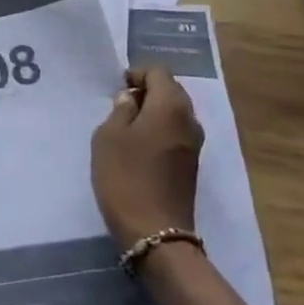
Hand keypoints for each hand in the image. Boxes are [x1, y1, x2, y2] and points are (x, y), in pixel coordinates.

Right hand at [91, 66, 203, 251]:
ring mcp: (195, 144)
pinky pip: (176, 132)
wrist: (155, 232)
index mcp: (171, 106)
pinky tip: (139, 146)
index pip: (158, 72)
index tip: (117, 88)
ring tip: (127, 126)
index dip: (137, 74)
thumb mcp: (108, 136)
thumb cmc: (126, 177)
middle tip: (120, 105)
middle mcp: (190, 119)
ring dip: (153, 112)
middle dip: (147, 91)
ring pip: (175, 112)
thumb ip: (120, 110)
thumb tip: (131, 99)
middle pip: (171, 90)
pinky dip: (160, 130)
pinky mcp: (191, 164)